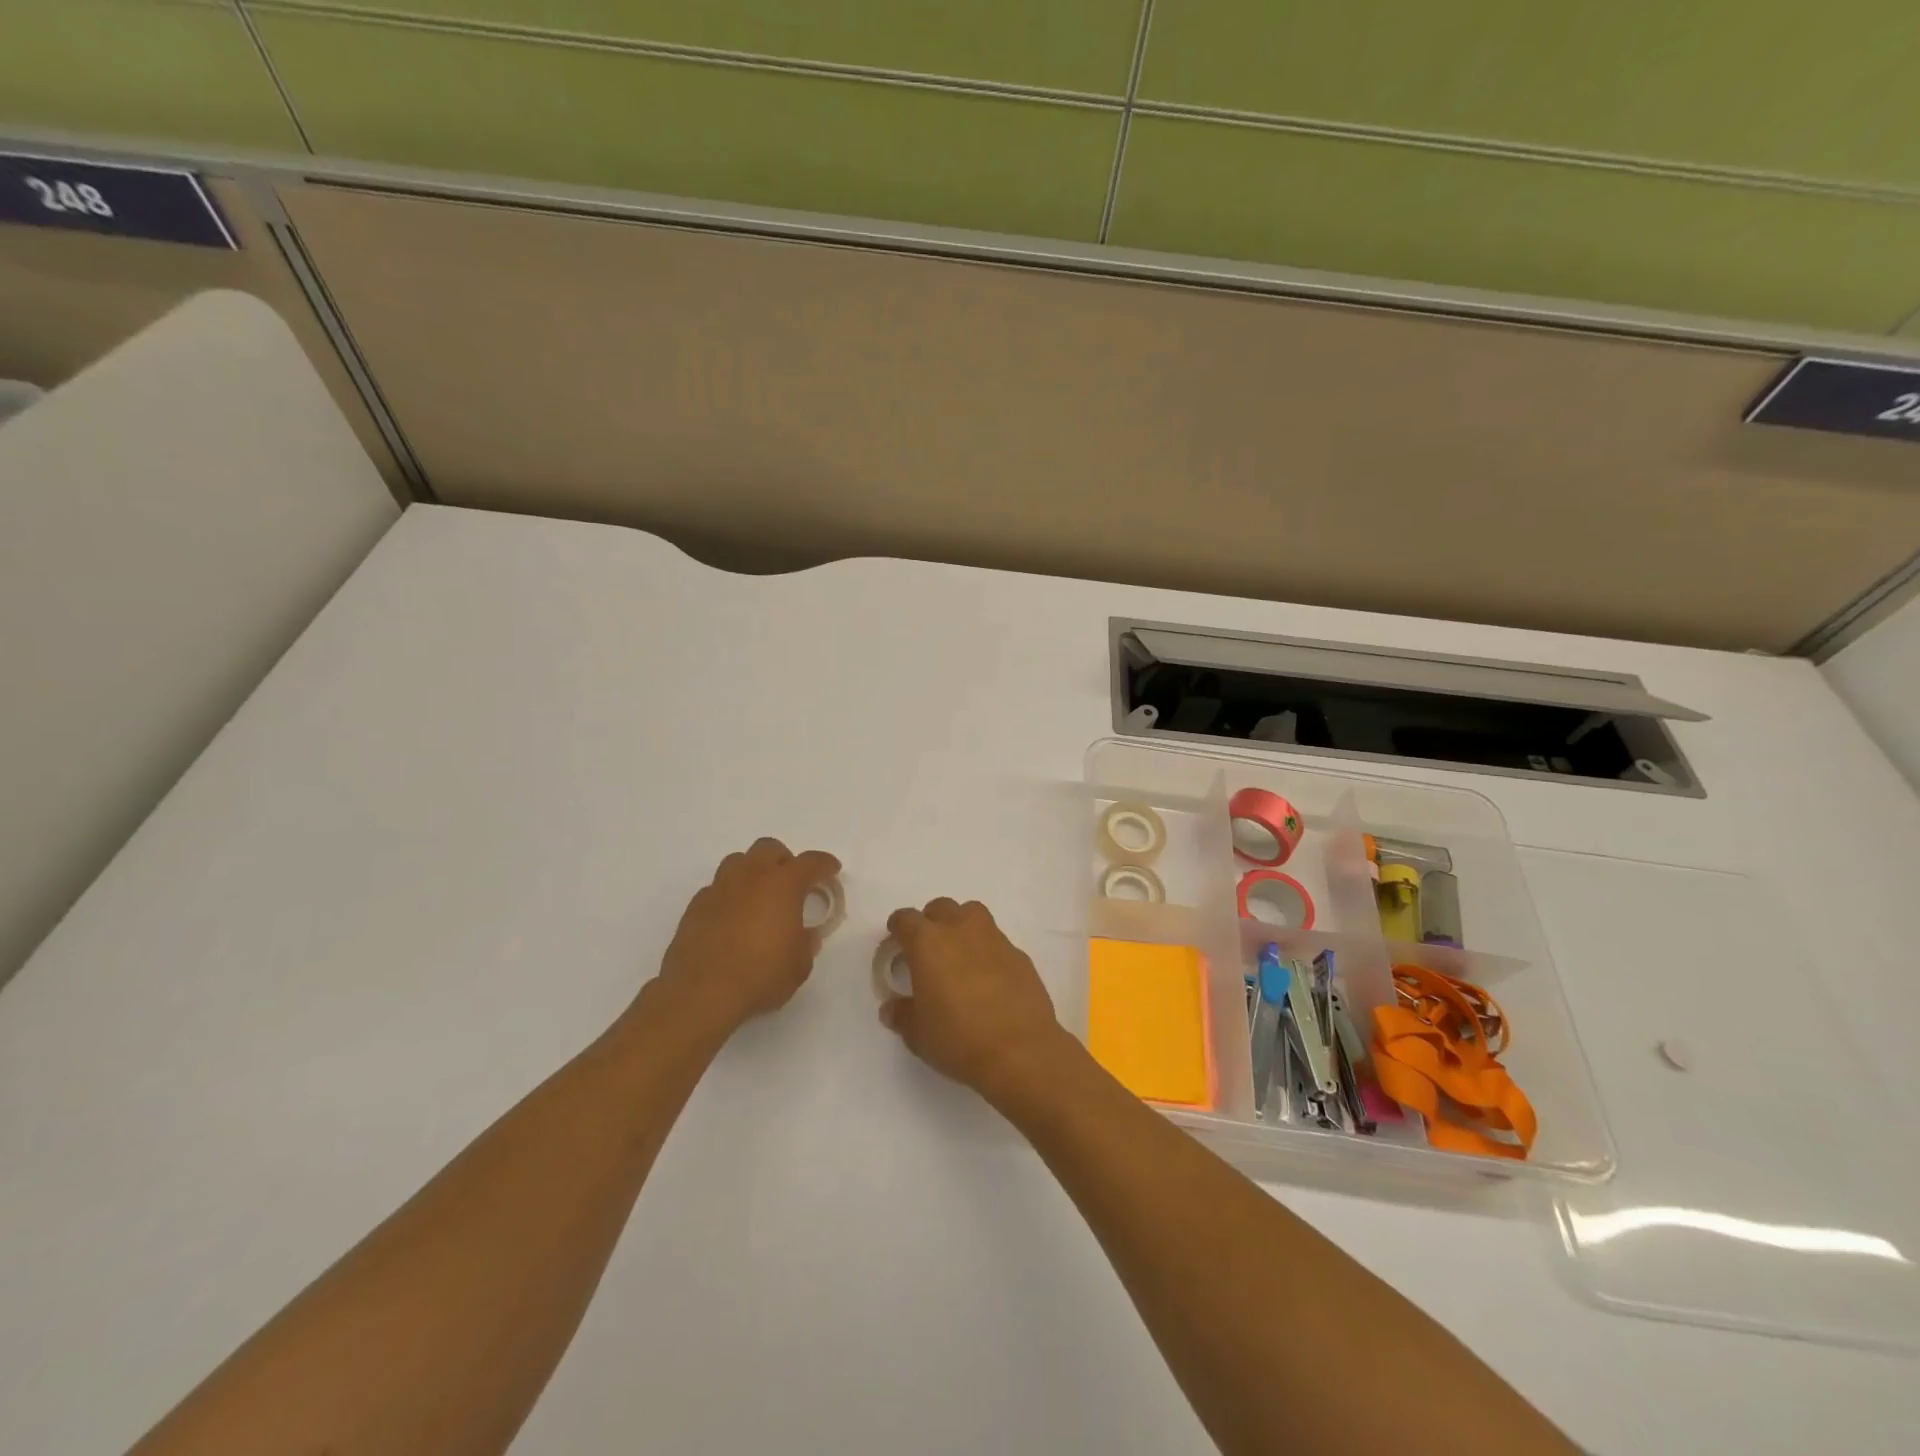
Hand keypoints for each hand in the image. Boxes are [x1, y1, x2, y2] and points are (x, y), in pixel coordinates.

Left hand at [655, 838, 841, 1035]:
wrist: (701, 993)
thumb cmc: (761, 975)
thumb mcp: (799, 965)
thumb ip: (806, 943)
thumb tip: (806, 935)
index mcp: (783, 884)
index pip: (810, 862)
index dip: (824, 864)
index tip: (832, 869)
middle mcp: (751, 876)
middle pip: (769, 848)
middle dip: (784, 860)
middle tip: (792, 883)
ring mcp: (719, 888)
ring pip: (739, 861)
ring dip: (753, 871)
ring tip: (759, 896)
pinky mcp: (696, 906)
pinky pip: (717, 888)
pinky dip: (730, 895)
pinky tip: (732, 918)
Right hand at [879, 898, 1074, 1104]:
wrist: (1021, 1051)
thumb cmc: (959, 1039)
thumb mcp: (918, 1034)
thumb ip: (902, 1015)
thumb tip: (892, 1008)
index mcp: (928, 943)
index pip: (906, 919)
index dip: (898, 928)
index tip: (897, 941)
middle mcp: (961, 930)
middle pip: (941, 908)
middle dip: (931, 922)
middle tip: (928, 949)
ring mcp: (994, 938)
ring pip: (972, 914)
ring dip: (961, 927)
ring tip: (959, 955)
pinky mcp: (1019, 954)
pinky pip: (996, 941)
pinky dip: (987, 951)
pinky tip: (988, 978)